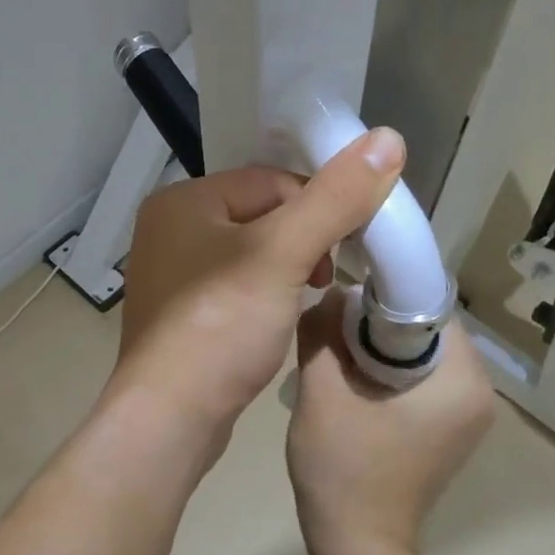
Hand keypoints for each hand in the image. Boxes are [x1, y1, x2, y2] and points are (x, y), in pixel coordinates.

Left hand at [110, 129, 406, 451]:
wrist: (170, 417)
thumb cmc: (221, 327)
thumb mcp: (283, 255)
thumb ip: (334, 198)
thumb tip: (387, 137)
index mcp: (181, 202)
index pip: (269, 181)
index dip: (316, 207)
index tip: (345, 246)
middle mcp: (168, 232)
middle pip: (260, 217)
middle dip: (303, 243)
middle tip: (324, 280)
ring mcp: (170, 278)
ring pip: (249, 257)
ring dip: (287, 273)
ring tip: (304, 302)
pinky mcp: (180, 318)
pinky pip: (234, 291)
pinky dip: (262, 299)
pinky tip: (274, 324)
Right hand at [286, 293, 494, 554]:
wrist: (356, 542)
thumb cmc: (342, 467)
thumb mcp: (322, 392)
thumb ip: (324, 333)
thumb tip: (332, 296)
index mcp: (462, 380)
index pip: (430, 307)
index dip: (383, 295)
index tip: (343, 296)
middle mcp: (480, 395)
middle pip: (427, 332)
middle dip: (378, 324)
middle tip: (332, 327)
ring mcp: (467, 418)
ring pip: (422, 358)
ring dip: (380, 350)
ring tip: (337, 355)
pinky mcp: (449, 434)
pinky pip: (422, 384)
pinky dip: (389, 375)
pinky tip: (354, 385)